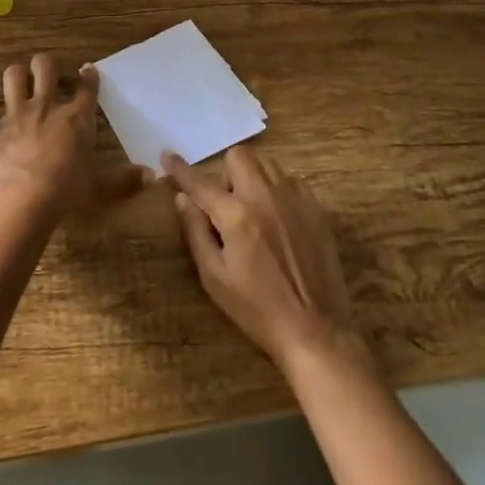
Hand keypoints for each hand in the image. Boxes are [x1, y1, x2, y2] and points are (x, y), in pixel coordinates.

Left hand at [0, 56, 149, 216]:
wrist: (22, 201)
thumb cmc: (66, 191)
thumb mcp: (99, 186)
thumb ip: (124, 179)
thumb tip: (153, 176)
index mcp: (76, 117)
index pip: (86, 86)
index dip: (88, 75)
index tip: (87, 71)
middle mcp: (46, 105)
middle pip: (46, 66)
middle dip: (46, 65)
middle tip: (47, 76)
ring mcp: (15, 112)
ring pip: (13, 74)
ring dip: (15, 75)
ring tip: (17, 83)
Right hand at [161, 144, 364, 376]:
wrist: (313, 329)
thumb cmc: (256, 309)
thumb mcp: (215, 277)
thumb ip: (196, 232)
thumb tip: (182, 198)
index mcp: (237, 215)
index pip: (201, 182)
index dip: (180, 169)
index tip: (168, 155)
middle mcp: (266, 196)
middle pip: (239, 156)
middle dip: (225, 173)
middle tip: (225, 205)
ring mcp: (295, 199)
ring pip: (267, 165)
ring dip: (253, 179)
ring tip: (254, 211)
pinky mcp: (316, 208)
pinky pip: (291, 181)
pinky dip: (278, 191)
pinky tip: (279, 219)